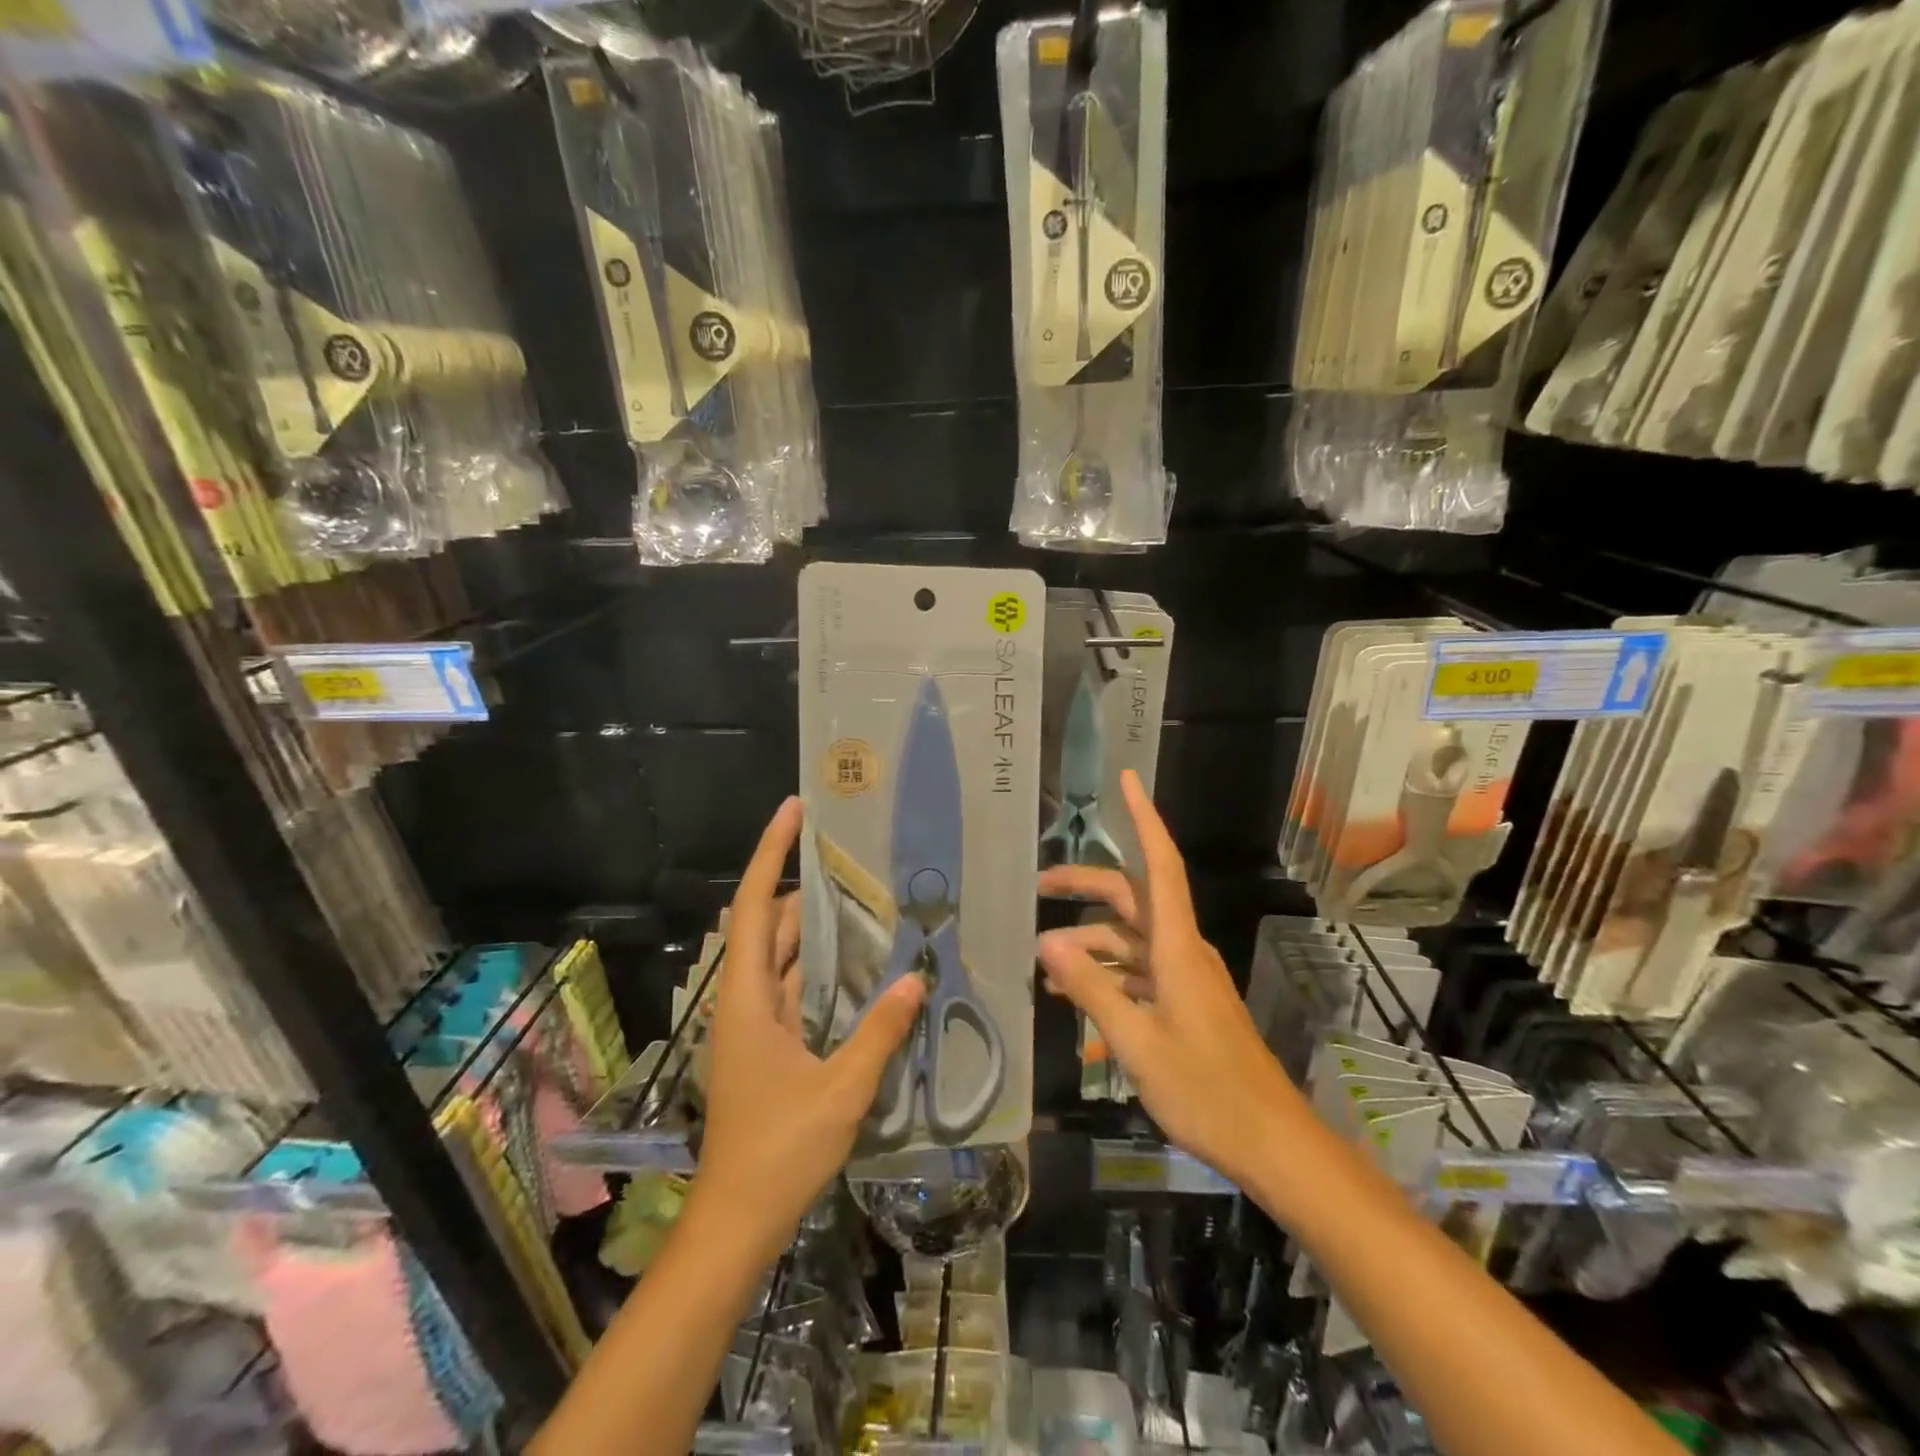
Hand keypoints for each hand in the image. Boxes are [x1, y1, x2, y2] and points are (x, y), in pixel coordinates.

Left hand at [691, 797, 925, 1260]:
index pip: (751, 906)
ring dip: (820, 931)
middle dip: (807, 889)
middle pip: (770, 925)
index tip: (794, 810)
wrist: (736, 1223)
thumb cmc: (778, 1152)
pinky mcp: (769, 1046)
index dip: (770, 853)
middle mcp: (744, 1000)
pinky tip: (865, 967)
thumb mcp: (840, 1090)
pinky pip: (797, 990)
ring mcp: (755, 1025)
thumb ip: (879, 1031)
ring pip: (785, 958)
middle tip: (857, 861)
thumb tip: (916, 977)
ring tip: (870, 902)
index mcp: (745, 998)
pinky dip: (825, 971)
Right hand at [1037, 771, 1304, 1189]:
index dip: (1144, 819)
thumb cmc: (1206, 1090)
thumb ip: (1091, 988)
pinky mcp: (1186, 1004)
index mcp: (1177, 948)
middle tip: (1038, 888)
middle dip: (1085, 887)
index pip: (1160, 865)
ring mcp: (1185, 978)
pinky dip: (1107, 976)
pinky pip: (1139, 973)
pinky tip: (1076, 998)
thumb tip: (1046, 942)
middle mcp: (1182, 951)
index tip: (1127, 781)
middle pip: (1132, 899)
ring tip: (1044, 965)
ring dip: (1090, 943)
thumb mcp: (1137, 1041)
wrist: (1271, 1144)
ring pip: (1131, 941)